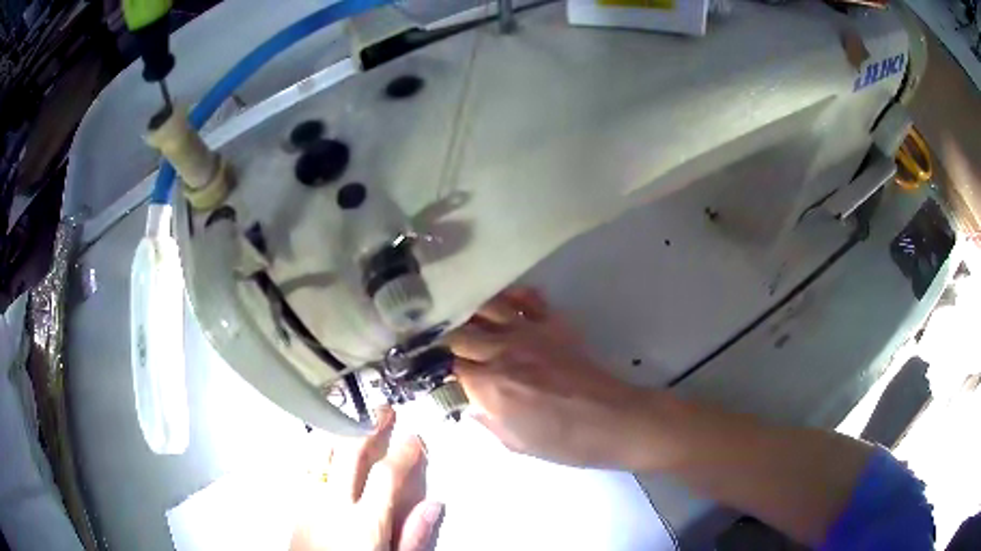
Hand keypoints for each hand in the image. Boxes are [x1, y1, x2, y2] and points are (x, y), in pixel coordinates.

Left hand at [291, 408, 443, 550]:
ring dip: (339, 429)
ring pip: (321, 453)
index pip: (387, 476)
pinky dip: (317, 448)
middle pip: (350, 454)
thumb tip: (433, 504)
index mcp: (364, 522)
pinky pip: (305, 466)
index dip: (404, 452)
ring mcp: (309, 501)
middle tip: (383, 411)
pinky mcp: (295, 504)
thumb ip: (413, 535)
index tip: (415, 438)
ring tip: (353, 415)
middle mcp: (333, 505)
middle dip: (369, 427)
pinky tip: (324, 442)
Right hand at [448, 288, 653, 468]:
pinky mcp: (553, 323)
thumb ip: (484, 419)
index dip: (431, 365)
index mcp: (490, 386)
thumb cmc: (564, 441)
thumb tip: (466, 402)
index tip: (423, 364)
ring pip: (486, 306)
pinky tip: (503, 304)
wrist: (614, 421)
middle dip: (442, 337)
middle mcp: (503, 351)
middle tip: (434, 340)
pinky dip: (511, 296)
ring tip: (458, 314)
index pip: (445, 365)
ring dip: (468, 310)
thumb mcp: (514, 443)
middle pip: (458, 331)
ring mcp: (530, 332)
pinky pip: (527, 297)